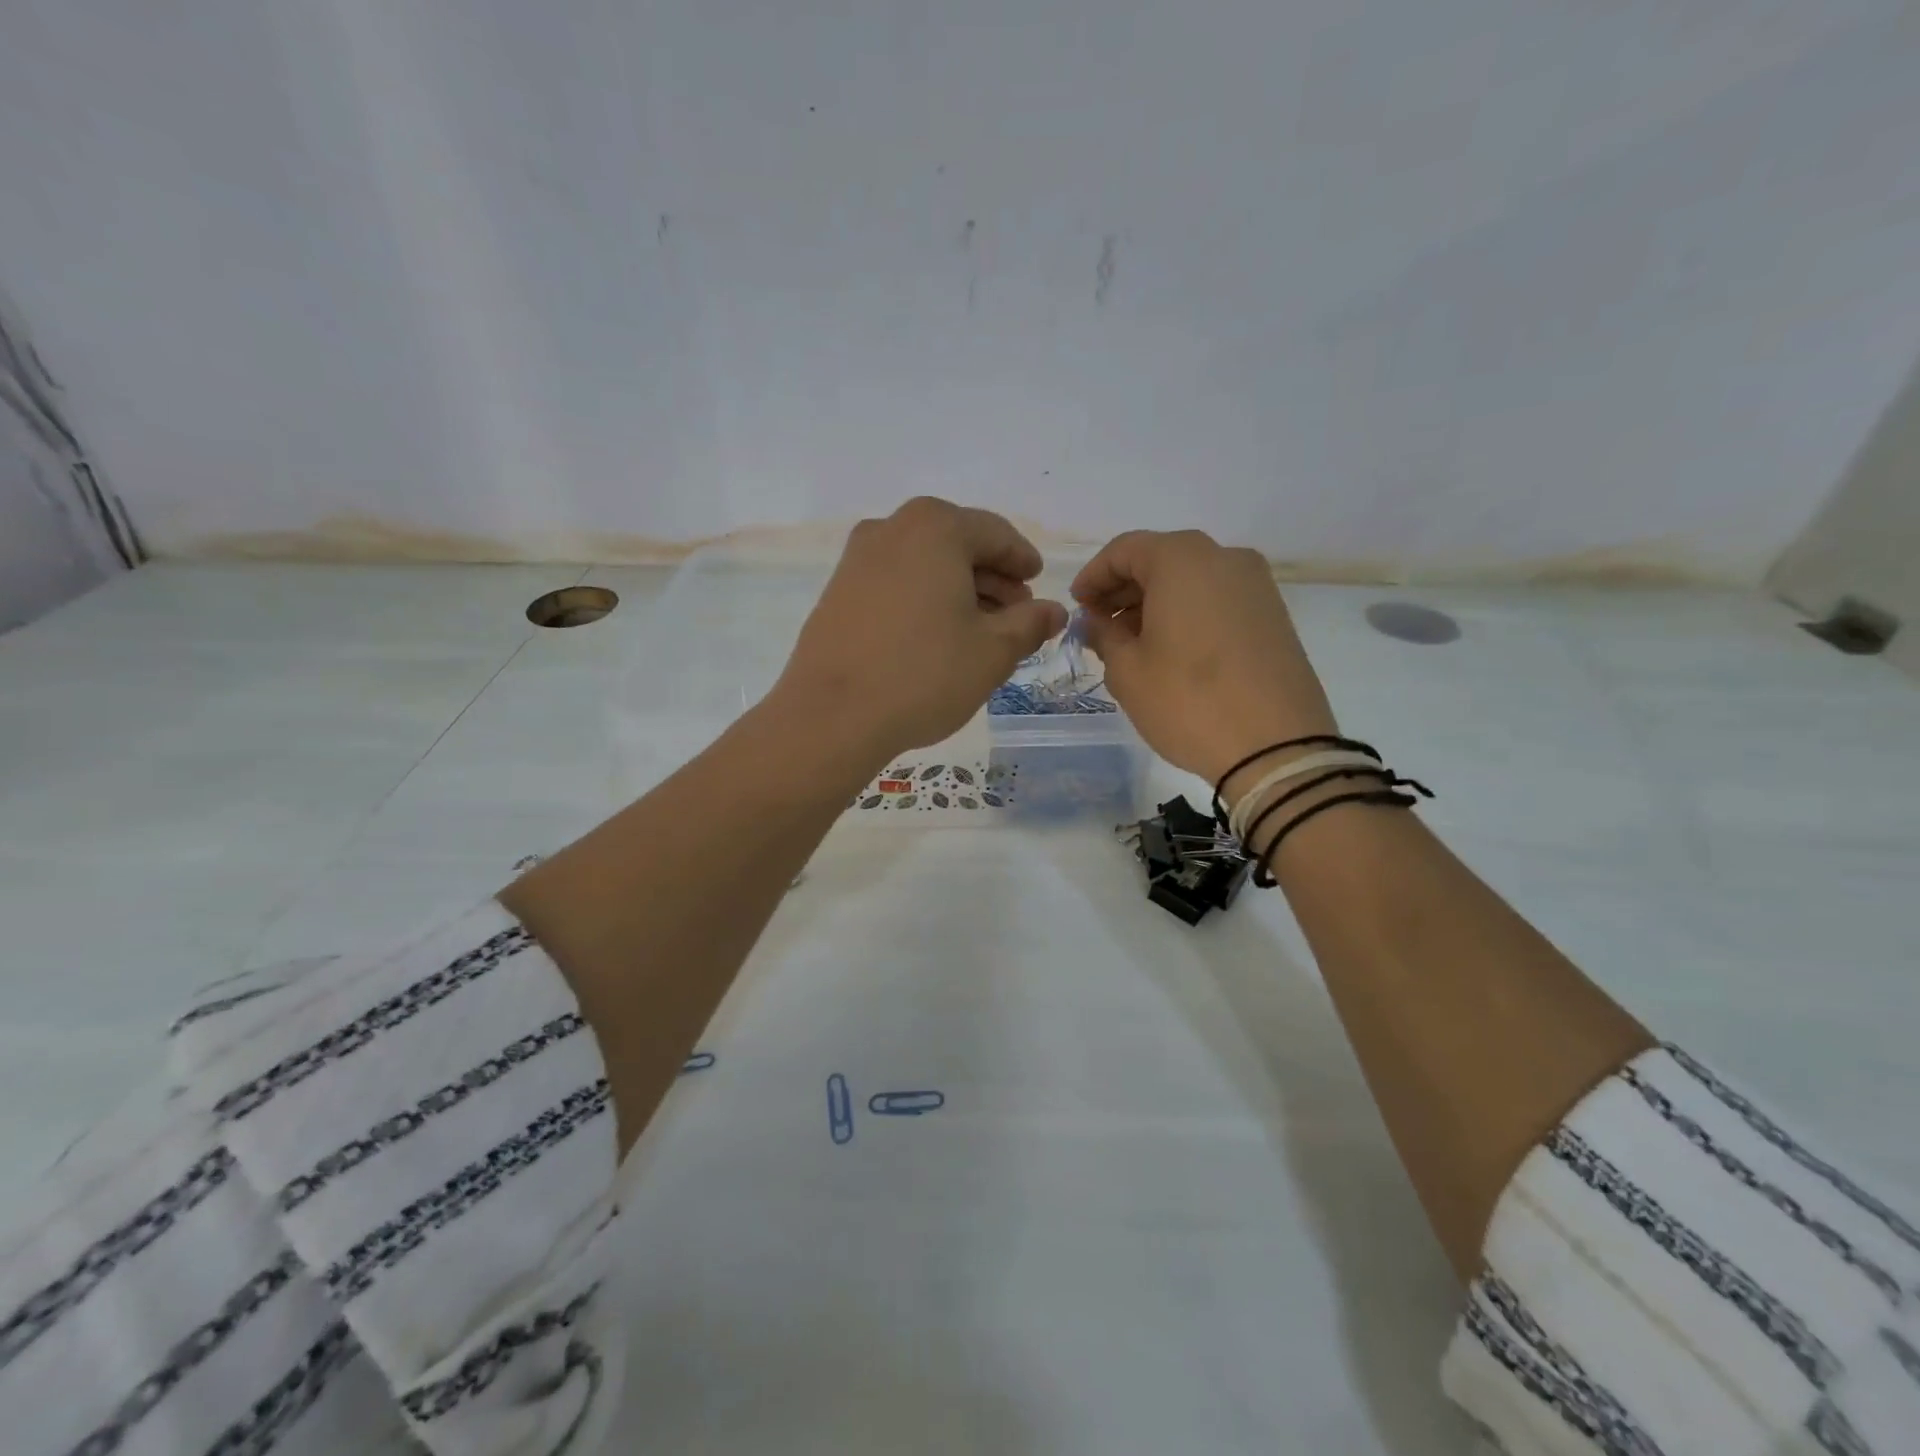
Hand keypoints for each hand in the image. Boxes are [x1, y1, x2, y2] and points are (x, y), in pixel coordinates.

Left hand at [774, 498, 1067, 767]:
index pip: (996, 534)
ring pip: (924, 564)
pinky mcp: (837, 591)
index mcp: (935, 528)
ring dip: (957, 590)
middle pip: (957, 544)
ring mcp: (857, 559)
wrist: (832, 716)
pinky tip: (935, 636)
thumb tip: (1054, 611)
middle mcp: (892, 528)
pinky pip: (895, 583)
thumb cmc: (924, 675)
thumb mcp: (993, 652)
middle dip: (991, 578)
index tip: (1037, 582)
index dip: (1022, 560)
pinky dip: (923, 599)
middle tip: (1015, 614)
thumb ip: (1030, 624)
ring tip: (980, 630)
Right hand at [1071, 530, 1337, 788]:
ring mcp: (1256, 585)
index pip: (1125, 550)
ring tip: (1131, 643)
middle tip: (1099, 626)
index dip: (1094, 576)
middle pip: (1161, 559)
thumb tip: (1097, 621)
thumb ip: (1104, 635)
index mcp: (1183, 560)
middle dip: (1124, 589)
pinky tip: (1170, 651)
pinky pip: (1217, 599)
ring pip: (1191, 580)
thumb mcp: (1128, 671)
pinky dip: (1187, 613)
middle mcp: (1224, 558)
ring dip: (1155, 602)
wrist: (1277, 747)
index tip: (1077, 607)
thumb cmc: (1188, 701)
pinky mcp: (1273, 615)